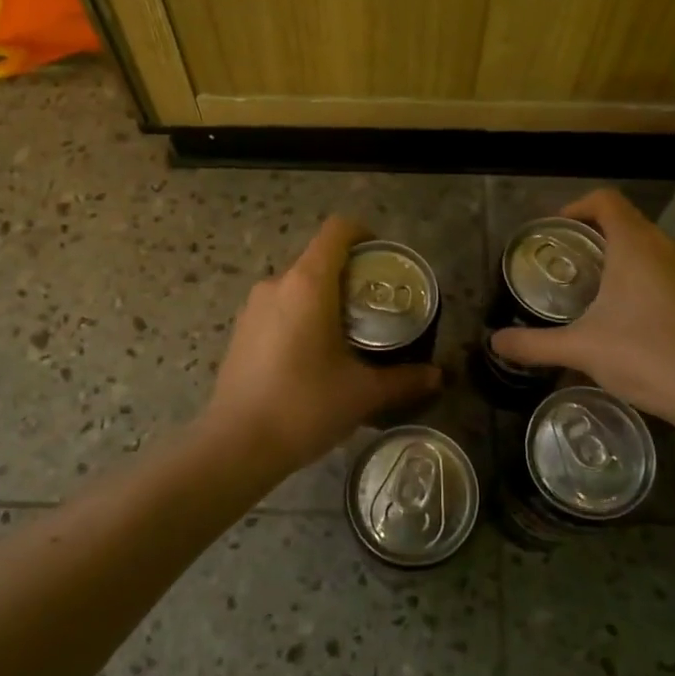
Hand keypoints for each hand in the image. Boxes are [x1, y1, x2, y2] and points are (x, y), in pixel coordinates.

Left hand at [205, 216, 442, 473]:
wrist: (237, 445)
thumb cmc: (305, 406)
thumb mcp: (363, 393)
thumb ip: (403, 379)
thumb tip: (436, 375)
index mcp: (308, 283)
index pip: (338, 230)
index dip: (365, 234)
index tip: (385, 260)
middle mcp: (277, 284)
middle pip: (320, 258)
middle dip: (351, 275)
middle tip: (377, 307)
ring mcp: (254, 306)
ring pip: (298, 285)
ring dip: (325, 298)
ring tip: (349, 334)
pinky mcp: (241, 330)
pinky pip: (280, 307)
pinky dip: (302, 316)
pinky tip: (314, 356)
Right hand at [489, 188, 674, 442]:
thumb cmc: (645, 356)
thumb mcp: (580, 349)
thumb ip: (534, 344)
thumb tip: (495, 343)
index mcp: (635, 245)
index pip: (605, 200)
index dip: (576, 207)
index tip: (554, 232)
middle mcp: (666, 248)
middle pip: (625, 222)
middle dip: (592, 235)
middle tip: (564, 263)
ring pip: (648, 248)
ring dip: (619, 257)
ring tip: (591, 290)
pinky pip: (665, 271)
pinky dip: (641, 279)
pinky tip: (627, 318)